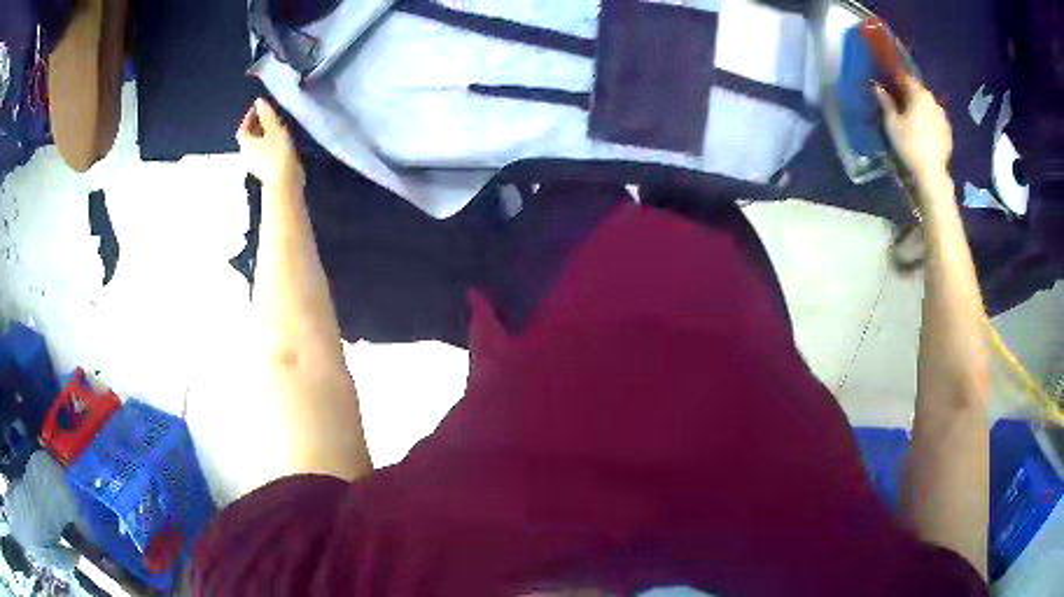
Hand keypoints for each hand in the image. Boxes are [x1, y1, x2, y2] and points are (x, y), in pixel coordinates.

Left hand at [236, 98, 303, 190]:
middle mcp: (246, 154)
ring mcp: (255, 164)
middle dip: (257, 125)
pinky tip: (279, 141)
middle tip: (268, 115)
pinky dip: (268, 144)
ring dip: (263, 135)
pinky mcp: (264, 170)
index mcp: (246, 143)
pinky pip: (263, 153)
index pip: (243, 128)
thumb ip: (267, 114)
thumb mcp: (274, 128)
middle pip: (248, 137)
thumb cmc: (278, 152)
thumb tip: (259, 101)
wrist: (285, 181)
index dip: (249, 116)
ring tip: (276, 127)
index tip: (259, 107)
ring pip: (256, 146)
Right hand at [873, 75, 952, 181]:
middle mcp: (933, 101)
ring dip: (921, 110)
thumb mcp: (892, 122)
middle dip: (910, 96)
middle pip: (919, 93)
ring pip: (929, 107)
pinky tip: (924, 134)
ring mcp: (943, 118)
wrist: (931, 174)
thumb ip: (885, 102)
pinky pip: (936, 122)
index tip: (889, 88)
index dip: (896, 82)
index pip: (906, 79)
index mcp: (919, 94)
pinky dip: (930, 123)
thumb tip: (876, 86)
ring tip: (913, 121)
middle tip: (900, 106)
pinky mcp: (948, 134)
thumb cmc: (909, 144)